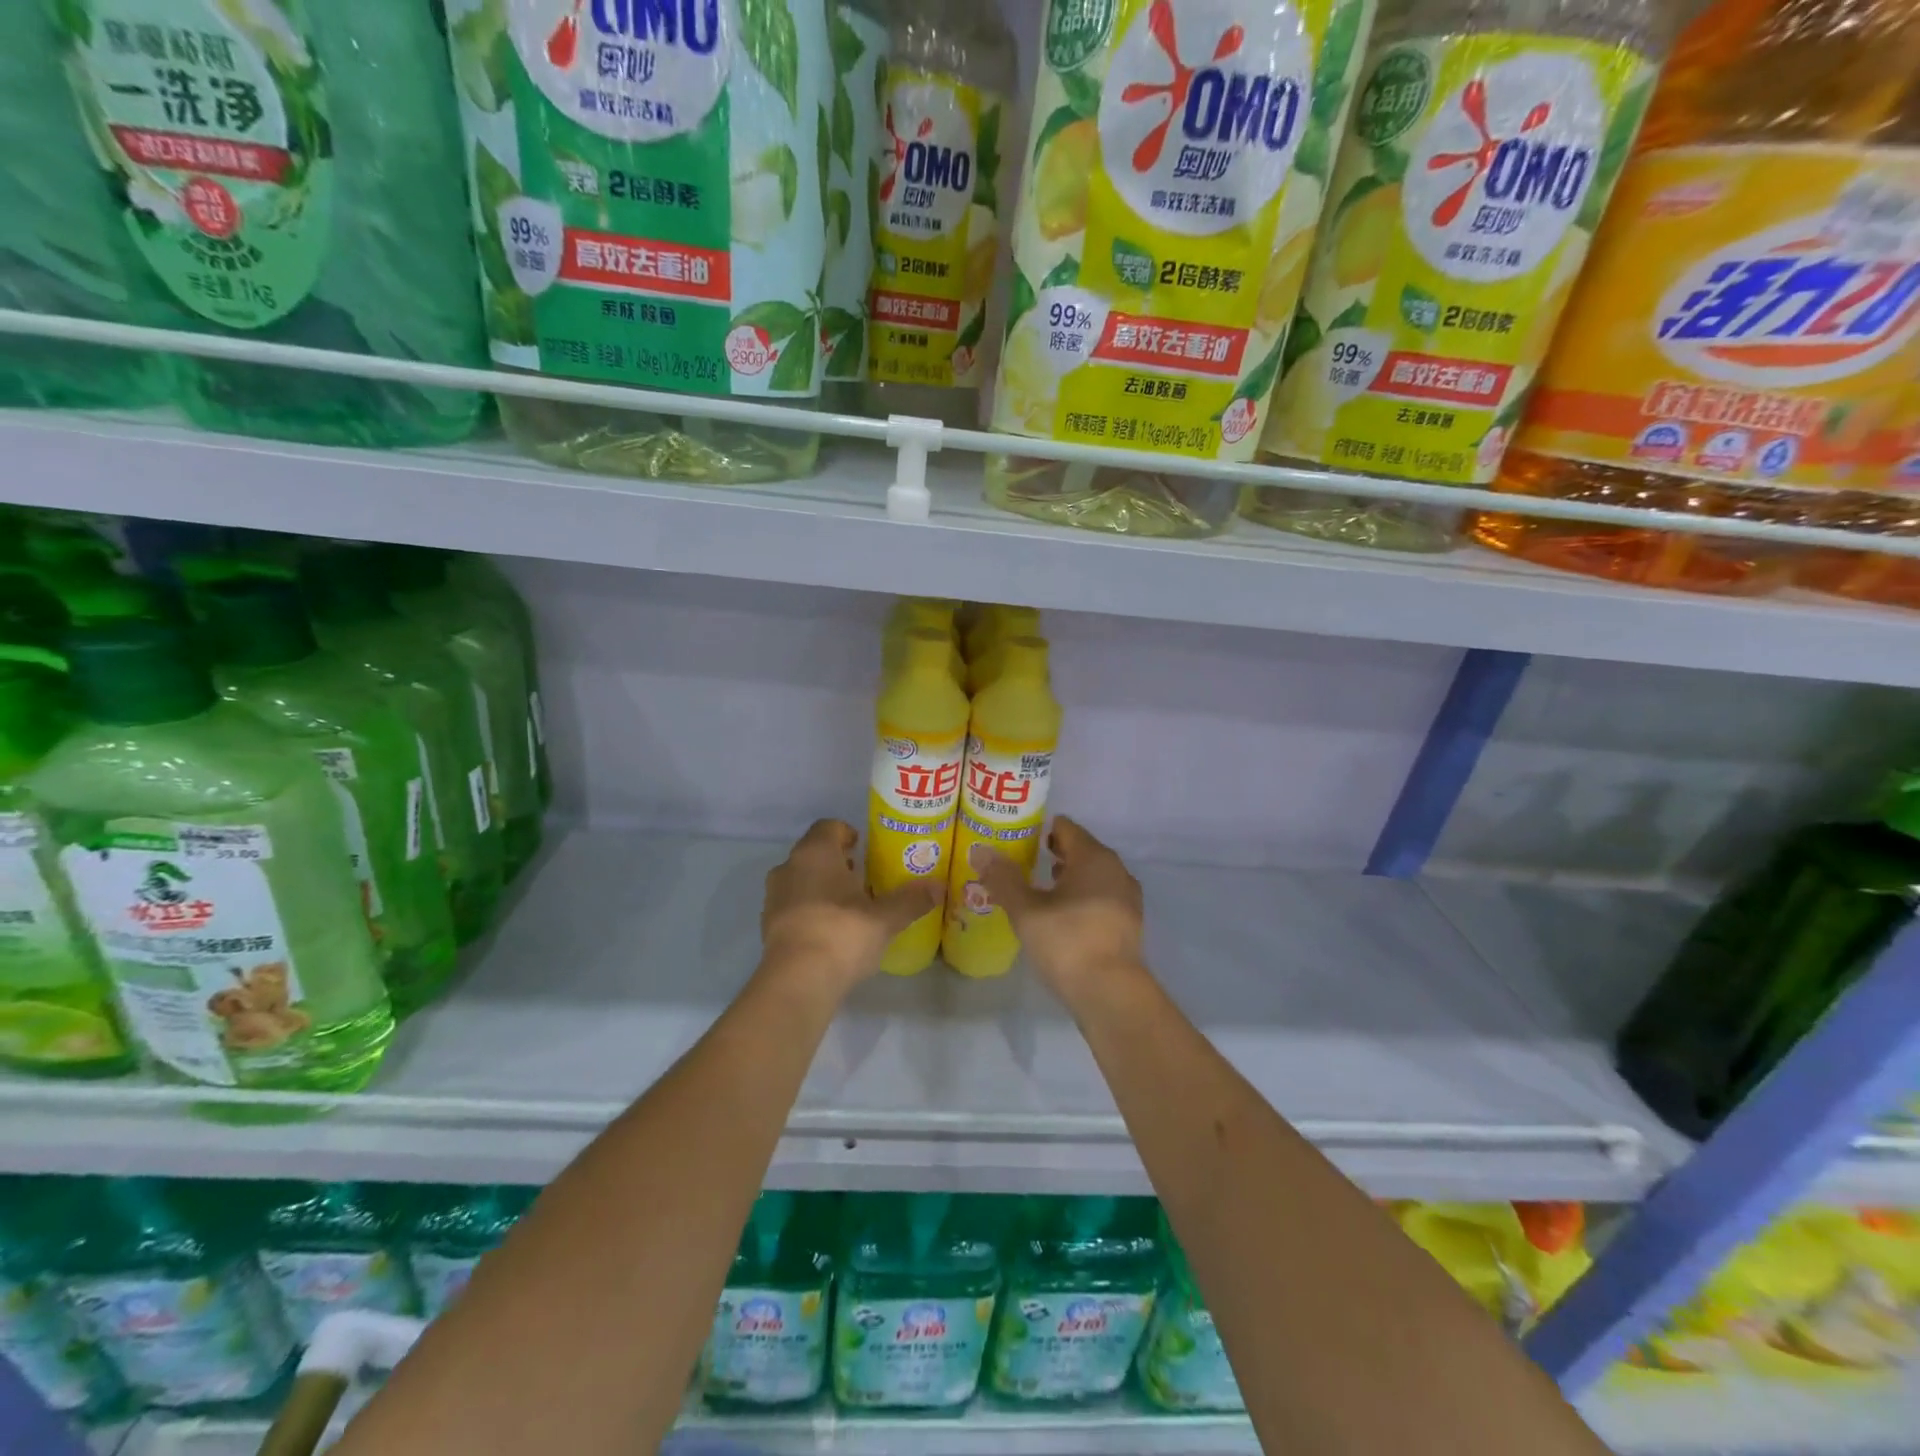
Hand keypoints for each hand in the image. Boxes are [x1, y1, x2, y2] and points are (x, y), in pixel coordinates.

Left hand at [761, 820, 938, 996]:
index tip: (866, 849)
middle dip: (838, 863)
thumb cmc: (842, 933)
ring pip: (801, 880)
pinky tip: (831, 932)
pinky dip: (810, 911)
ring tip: (851, 908)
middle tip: (865, 879)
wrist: (797, 981)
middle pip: (814, 854)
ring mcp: (774, 897)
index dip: (848, 834)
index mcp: (815, 853)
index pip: (829, 827)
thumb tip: (939, 887)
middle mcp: (789, 867)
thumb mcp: (885, 918)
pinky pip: (793, 906)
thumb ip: (911, 900)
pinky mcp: (768, 925)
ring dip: (822, 887)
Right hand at [970, 816, 1144, 1004]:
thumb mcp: (1026, 910)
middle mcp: (1116, 870)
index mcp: (1093, 857)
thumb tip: (980, 850)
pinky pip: (1101, 897)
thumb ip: (1003, 878)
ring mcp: (1127, 897)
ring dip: (1068, 878)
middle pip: (1081, 850)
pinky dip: (1081, 899)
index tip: (1017, 840)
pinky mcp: (1129, 924)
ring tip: (1038, 890)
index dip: (1040, 830)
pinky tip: (1061, 917)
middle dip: (1052, 854)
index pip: (1065, 828)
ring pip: (1092, 876)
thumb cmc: (1067, 942)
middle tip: (1022, 864)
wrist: (1112, 994)